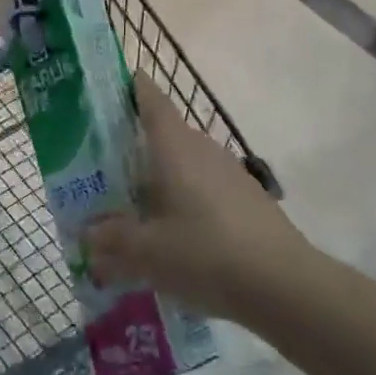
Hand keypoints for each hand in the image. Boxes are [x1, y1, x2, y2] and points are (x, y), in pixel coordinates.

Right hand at [86, 74, 311, 323]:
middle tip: (101, 165)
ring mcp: (229, 173)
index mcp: (175, 146)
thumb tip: (89, 231)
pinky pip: (203, 186)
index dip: (130, 88)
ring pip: (184, 163)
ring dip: (159, 177)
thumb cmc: (206, 253)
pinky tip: (172, 232)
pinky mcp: (246, 199)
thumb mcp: (148, 252)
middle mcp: (202, 148)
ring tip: (132, 205)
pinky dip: (182, 198)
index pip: (151, 99)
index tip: (107, 88)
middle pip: (163, 133)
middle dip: (133, 145)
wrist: (286, 286)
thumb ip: (113, 238)